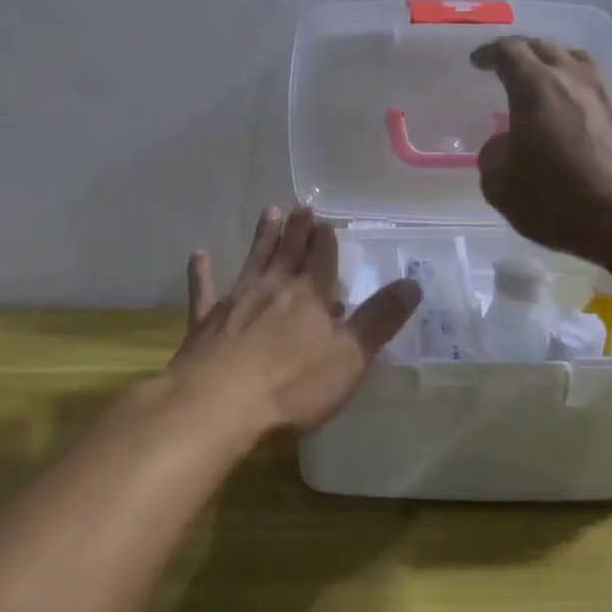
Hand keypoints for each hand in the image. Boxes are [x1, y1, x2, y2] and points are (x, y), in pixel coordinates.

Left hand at [169, 207, 420, 435]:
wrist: (217, 404)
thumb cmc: (292, 384)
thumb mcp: (350, 357)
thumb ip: (380, 320)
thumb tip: (412, 284)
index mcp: (309, 296)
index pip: (322, 259)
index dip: (326, 240)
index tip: (326, 221)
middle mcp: (272, 288)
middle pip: (288, 253)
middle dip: (297, 230)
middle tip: (301, 207)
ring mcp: (235, 301)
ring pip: (253, 261)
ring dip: (262, 238)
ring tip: (269, 213)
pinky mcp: (204, 322)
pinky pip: (204, 291)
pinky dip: (202, 273)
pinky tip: (199, 255)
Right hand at [470, 37, 611, 264]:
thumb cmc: (556, 200)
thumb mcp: (500, 184)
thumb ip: (494, 153)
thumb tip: (504, 143)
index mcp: (535, 86)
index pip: (508, 51)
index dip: (490, 53)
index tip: (478, 61)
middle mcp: (575, 77)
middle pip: (545, 47)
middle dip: (522, 52)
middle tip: (507, 65)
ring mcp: (611, 91)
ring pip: (580, 59)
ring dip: (558, 62)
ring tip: (548, 78)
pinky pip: (604, 86)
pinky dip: (586, 88)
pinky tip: (583, 109)